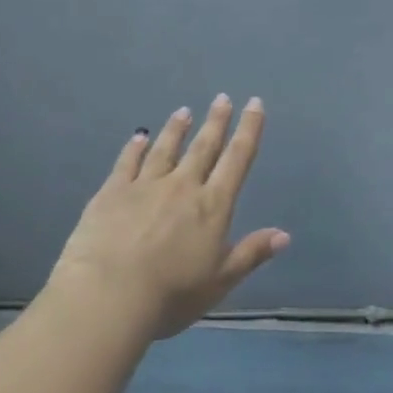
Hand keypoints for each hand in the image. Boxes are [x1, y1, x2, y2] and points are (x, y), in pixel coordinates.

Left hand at [48, 95, 289, 340]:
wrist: (108, 295)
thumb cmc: (171, 294)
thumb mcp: (220, 281)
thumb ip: (251, 254)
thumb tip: (283, 234)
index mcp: (212, 206)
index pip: (237, 160)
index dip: (249, 130)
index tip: (254, 104)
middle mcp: (182, 186)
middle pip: (203, 147)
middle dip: (216, 122)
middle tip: (222, 98)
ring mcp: (144, 185)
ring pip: (165, 149)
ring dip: (176, 129)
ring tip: (184, 111)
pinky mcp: (112, 192)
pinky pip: (127, 162)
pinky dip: (135, 147)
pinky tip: (139, 137)